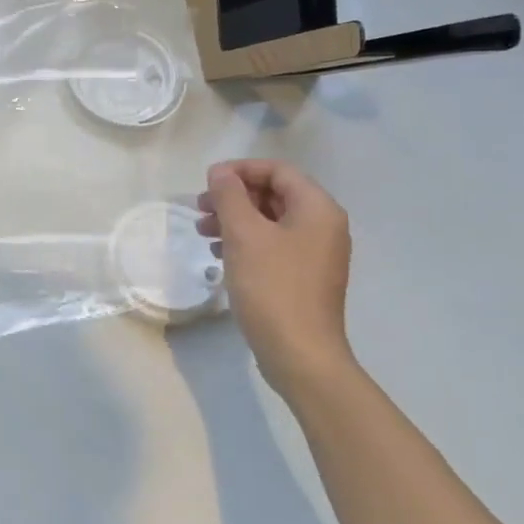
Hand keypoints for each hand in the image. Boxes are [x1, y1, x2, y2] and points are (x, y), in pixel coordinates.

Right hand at [198, 159, 355, 394]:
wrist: (300, 354)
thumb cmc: (272, 286)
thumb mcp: (244, 234)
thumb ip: (229, 196)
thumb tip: (220, 172)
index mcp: (317, 209)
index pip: (277, 170)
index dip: (240, 170)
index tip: (207, 182)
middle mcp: (323, 226)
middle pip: (274, 194)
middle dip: (234, 196)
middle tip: (200, 208)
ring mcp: (316, 253)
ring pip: (270, 221)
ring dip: (235, 219)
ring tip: (203, 232)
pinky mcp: (304, 277)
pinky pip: (273, 245)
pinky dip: (246, 242)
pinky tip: (220, 255)